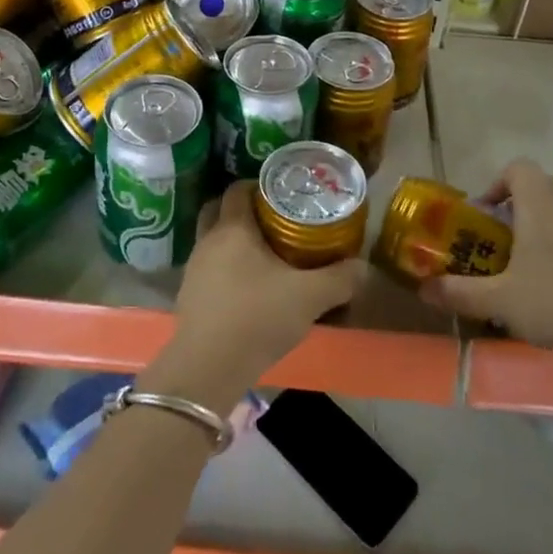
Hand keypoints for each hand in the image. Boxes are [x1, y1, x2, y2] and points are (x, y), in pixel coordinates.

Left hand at [155, 182, 367, 410]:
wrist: (208, 368)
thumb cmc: (258, 317)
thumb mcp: (309, 297)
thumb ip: (340, 279)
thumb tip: (363, 267)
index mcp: (233, 228)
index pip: (237, 189)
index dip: (258, 185)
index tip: (282, 194)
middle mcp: (208, 241)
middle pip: (218, 210)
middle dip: (242, 210)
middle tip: (272, 220)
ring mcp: (194, 270)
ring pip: (212, 241)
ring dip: (233, 242)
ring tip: (265, 256)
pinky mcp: (189, 297)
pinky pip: (209, 270)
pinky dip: (226, 270)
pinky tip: (248, 288)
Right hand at [421, 159, 552, 358]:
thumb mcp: (498, 302)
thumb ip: (459, 292)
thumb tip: (423, 289)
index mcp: (539, 203)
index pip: (517, 168)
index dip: (498, 184)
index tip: (487, 216)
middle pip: (544, 185)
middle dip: (524, 205)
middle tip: (509, 241)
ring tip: (545, 257)